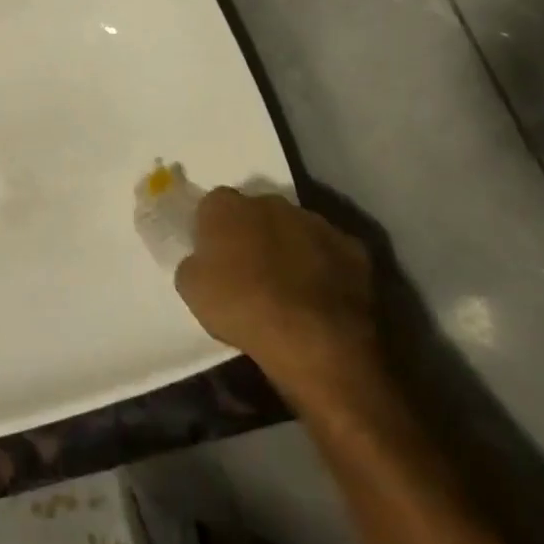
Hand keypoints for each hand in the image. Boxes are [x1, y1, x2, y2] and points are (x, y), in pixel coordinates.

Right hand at [175, 186, 383, 414]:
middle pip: (256, 212)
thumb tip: (203, 260)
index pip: (212, 205)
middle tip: (249, 269)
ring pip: (295, 229)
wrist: (312, 340)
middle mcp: (271, 202)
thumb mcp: (190, 288)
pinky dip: (324, 267)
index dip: (211, 229)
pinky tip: (319, 297)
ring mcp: (316, 222)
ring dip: (289, 247)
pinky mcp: (353, 248)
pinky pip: (330, 253)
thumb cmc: (241, 308)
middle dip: (253, 233)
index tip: (213, 255)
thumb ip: (194, 262)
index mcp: (226, 205)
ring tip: (288, 287)